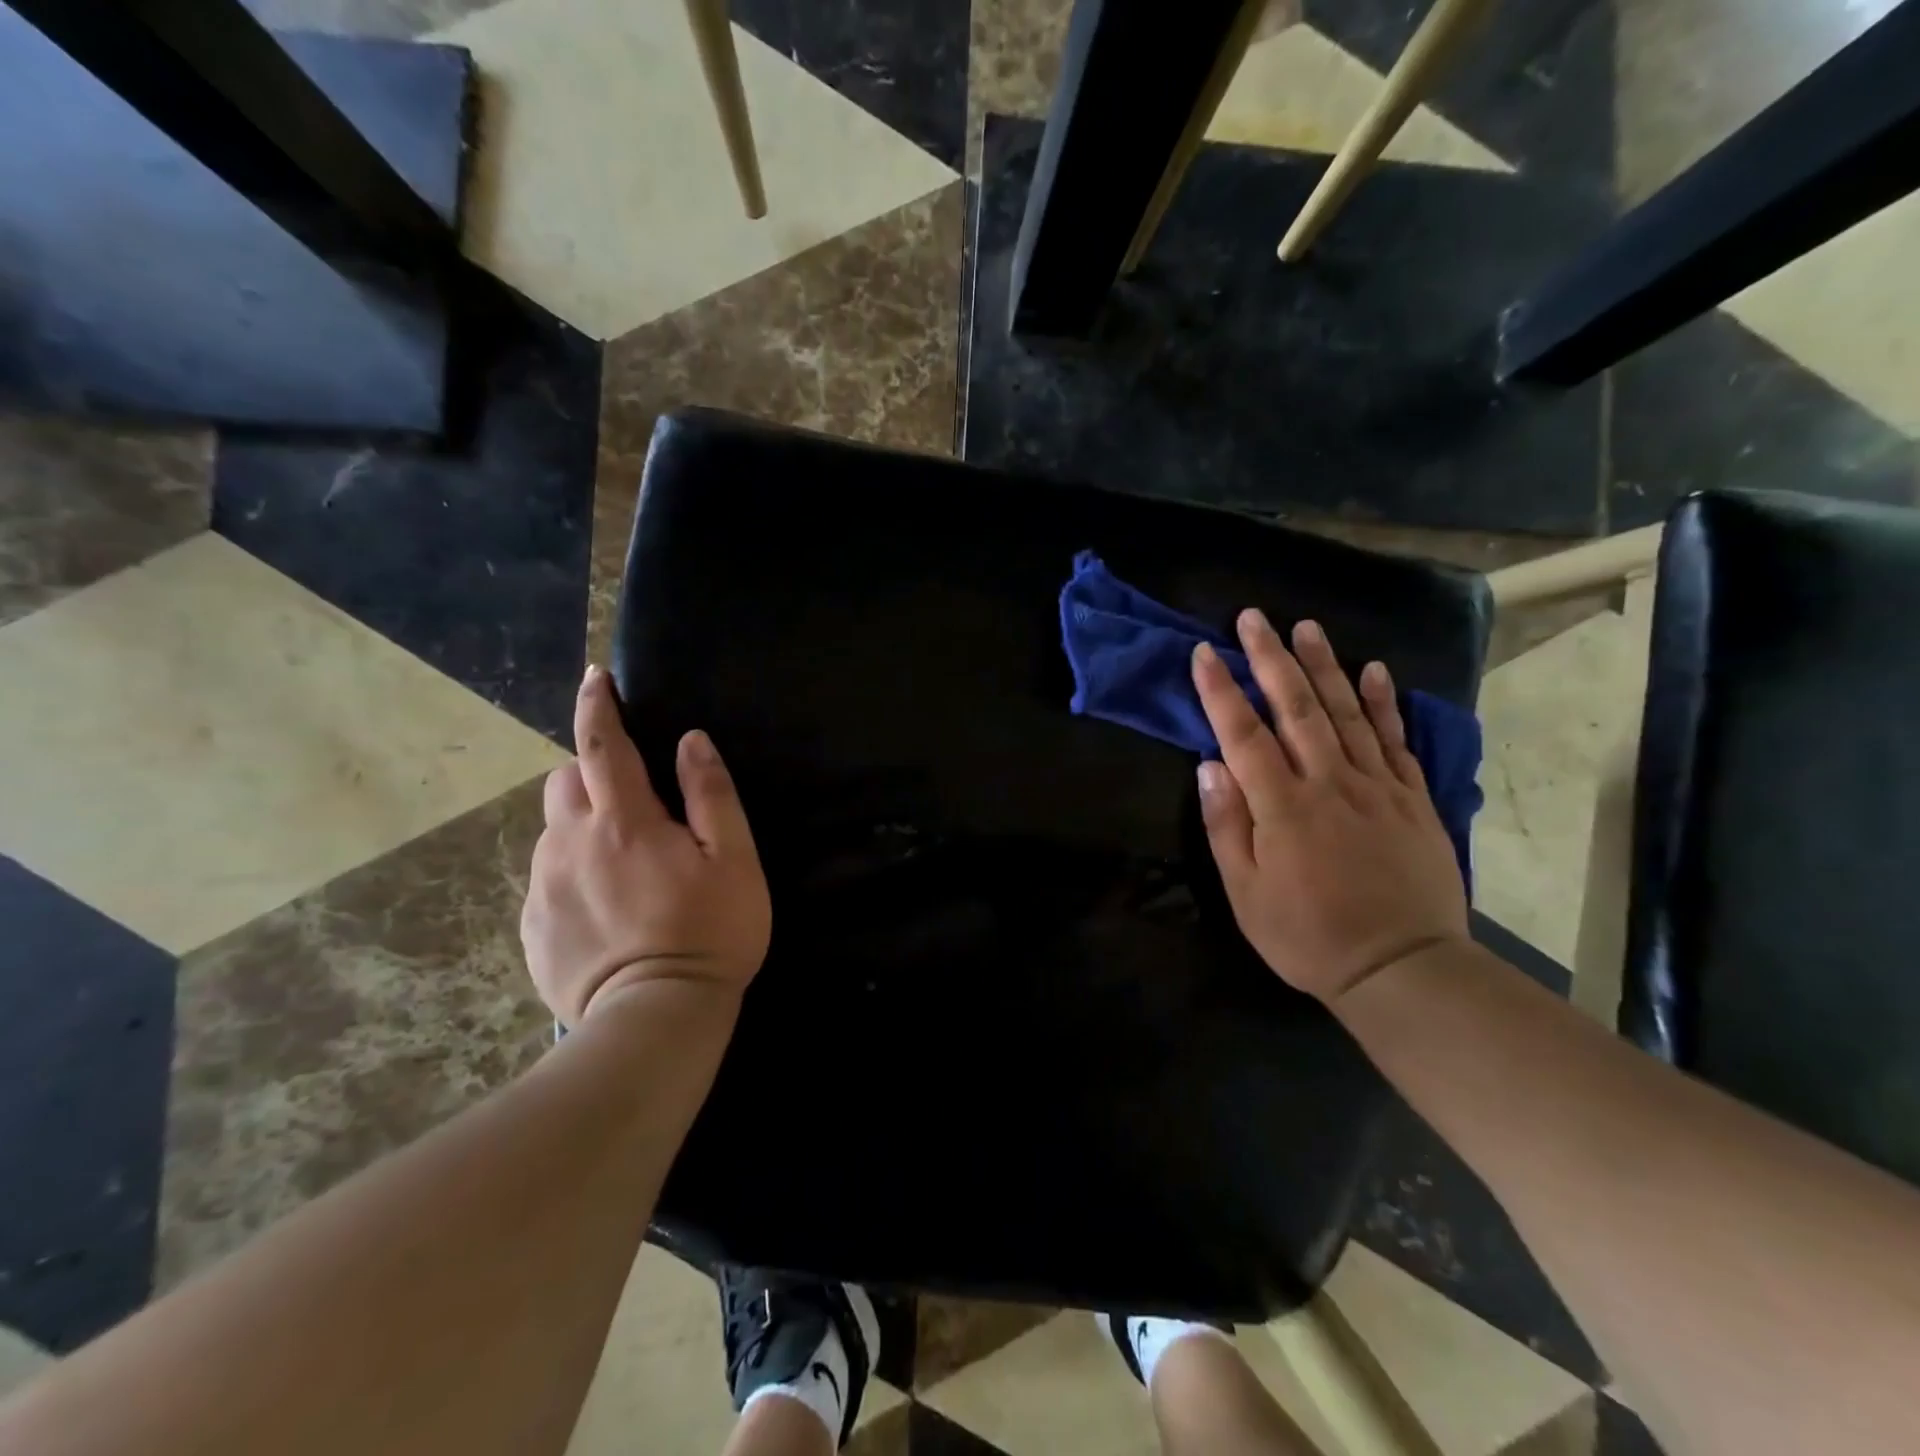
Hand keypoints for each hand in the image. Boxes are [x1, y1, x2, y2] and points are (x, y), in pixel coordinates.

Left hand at [522, 666, 770, 1027]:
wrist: (654, 1021)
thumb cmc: (710, 934)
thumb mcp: (734, 861)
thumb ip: (711, 796)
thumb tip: (690, 741)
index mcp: (623, 821)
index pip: (600, 744)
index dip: (598, 705)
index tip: (596, 678)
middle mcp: (570, 844)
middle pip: (563, 782)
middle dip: (590, 774)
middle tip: (633, 803)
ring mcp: (543, 888)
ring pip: (553, 831)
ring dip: (583, 826)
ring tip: (624, 864)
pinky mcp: (531, 929)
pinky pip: (547, 878)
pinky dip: (572, 872)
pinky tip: (607, 909)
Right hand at [1190, 612, 1467, 1004]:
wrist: (1402, 967)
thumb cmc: (1308, 935)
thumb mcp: (1245, 893)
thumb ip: (1227, 826)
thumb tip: (1210, 766)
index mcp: (1282, 806)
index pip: (1243, 734)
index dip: (1221, 690)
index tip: (1204, 652)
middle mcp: (1328, 782)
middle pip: (1296, 708)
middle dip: (1271, 658)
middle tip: (1253, 617)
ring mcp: (1376, 786)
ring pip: (1346, 712)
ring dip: (1323, 666)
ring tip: (1306, 627)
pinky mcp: (1411, 798)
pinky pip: (1395, 740)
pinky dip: (1384, 702)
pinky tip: (1373, 670)